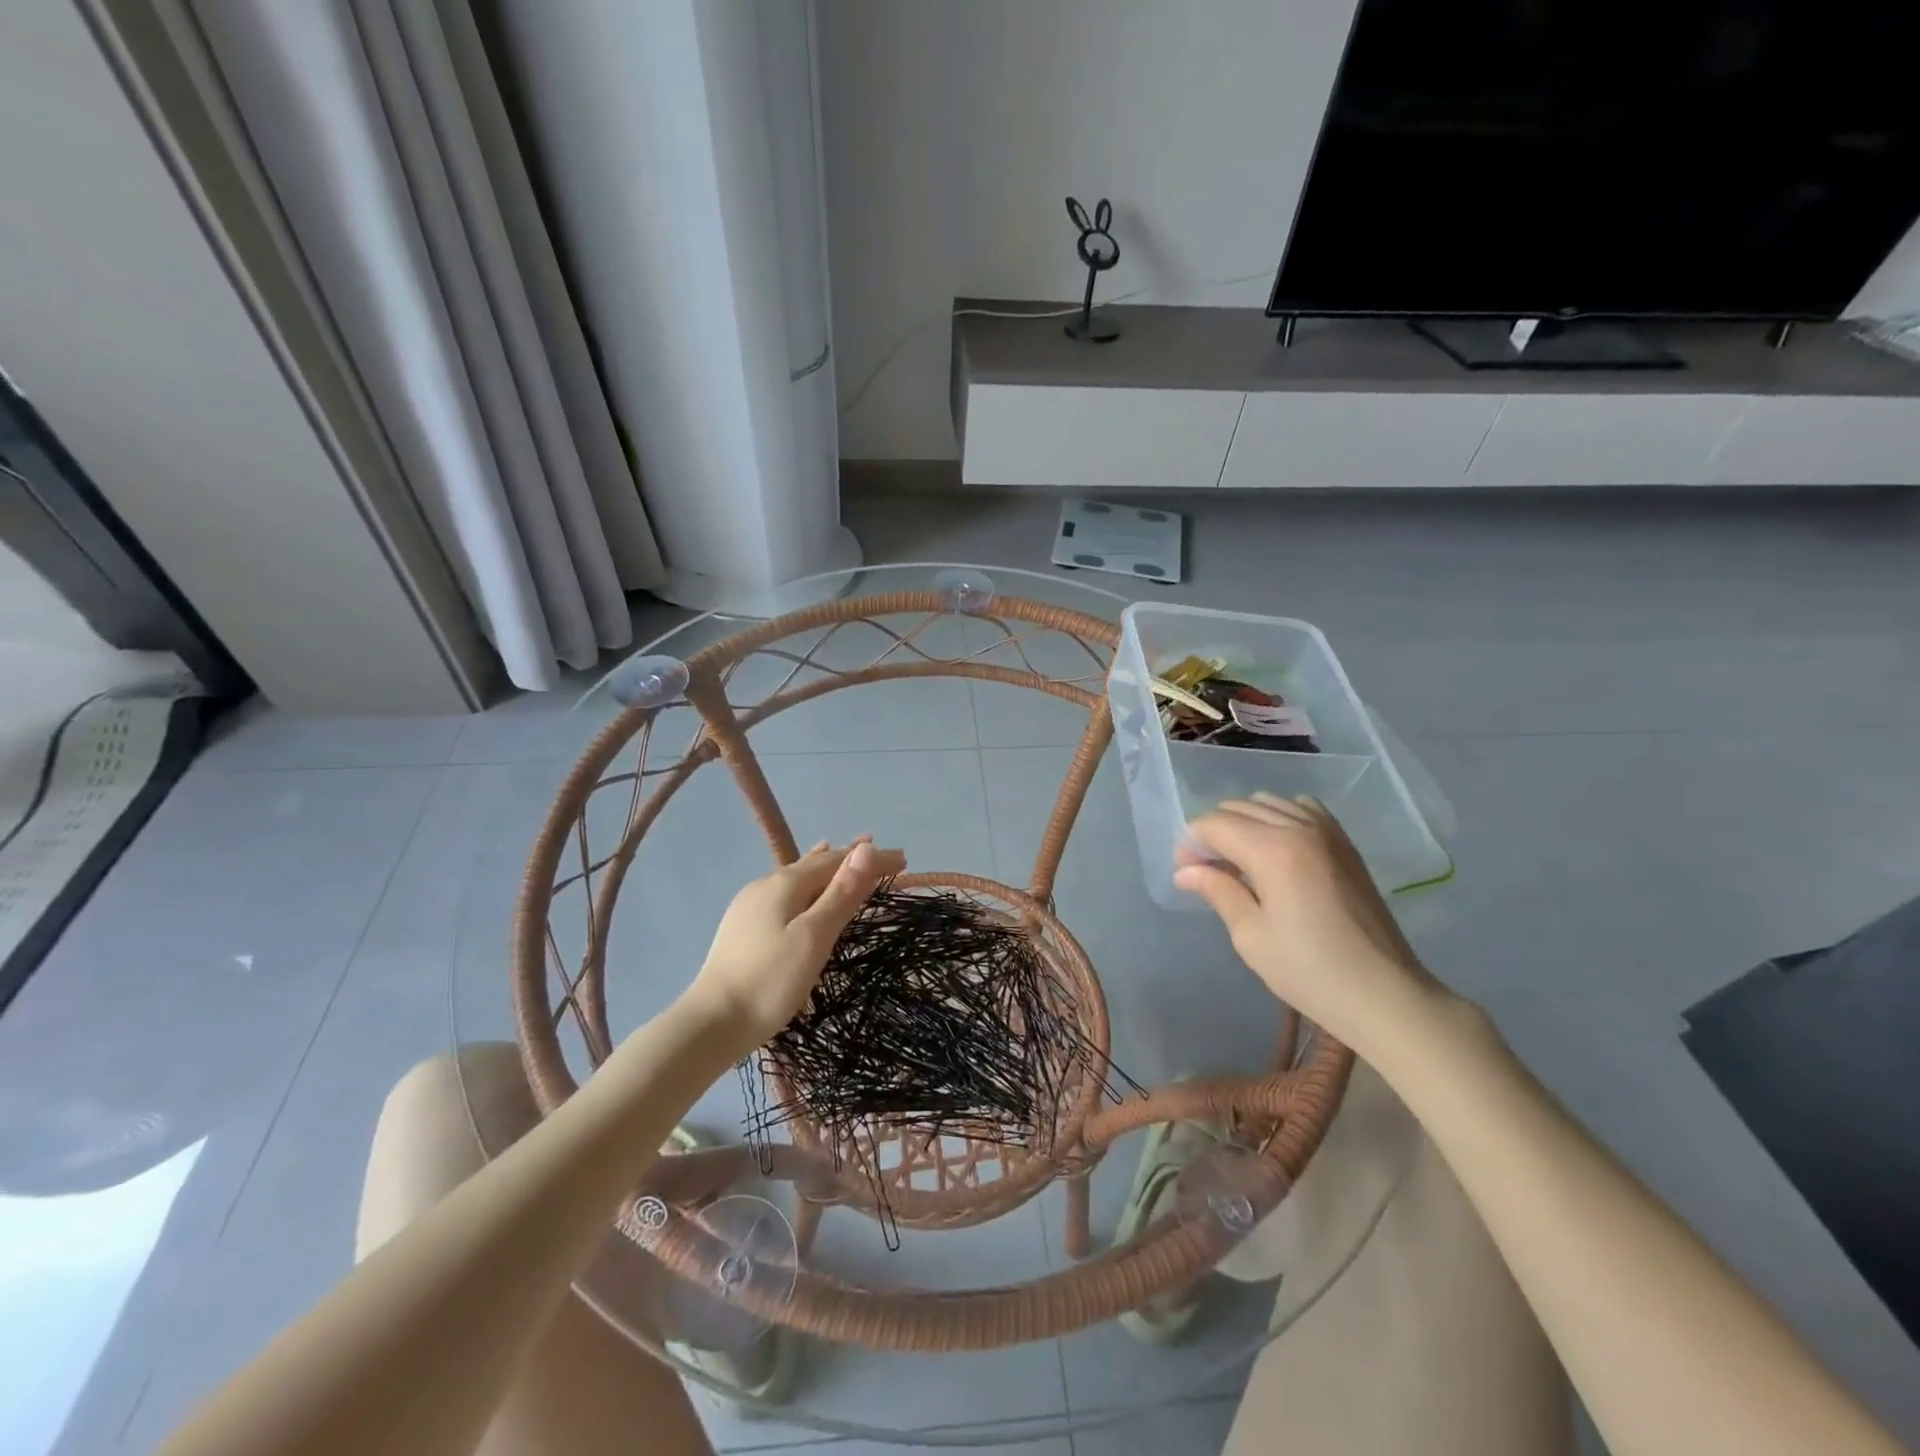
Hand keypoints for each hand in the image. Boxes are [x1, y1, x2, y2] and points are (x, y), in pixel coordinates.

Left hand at [684, 838, 904, 1047]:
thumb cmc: (771, 981)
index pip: (838, 861)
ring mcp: (750, 904)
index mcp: (785, 883)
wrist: (711, 1023)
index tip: (903, 858)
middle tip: (880, 854)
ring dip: (826, 868)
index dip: (871, 859)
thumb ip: (841, 893)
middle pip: (816, 864)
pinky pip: (784, 891)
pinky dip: (806, 884)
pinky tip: (801, 890)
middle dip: (850, 859)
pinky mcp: (743, 925)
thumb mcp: (814, 936)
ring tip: (842, 854)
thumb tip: (867, 847)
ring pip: (797, 876)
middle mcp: (766, 884)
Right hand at [1174, 794, 1442, 1053]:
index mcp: (1273, 850)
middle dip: (1214, 831)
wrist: (1385, 994)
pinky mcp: (1345, 843)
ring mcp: (1327, 831)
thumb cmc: (1310, 971)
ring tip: (1239, 859)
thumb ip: (1218, 891)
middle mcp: (1299, 828)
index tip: (1186, 872)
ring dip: (1244, 821)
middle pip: (1239, 807)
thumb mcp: (1251, 936)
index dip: (1192, 843)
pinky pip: (1302, 808)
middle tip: (1207, 869)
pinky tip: (1275, 848)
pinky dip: (1279, 817)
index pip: (1215, 824)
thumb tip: (1185, 871)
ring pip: (1269, 802)